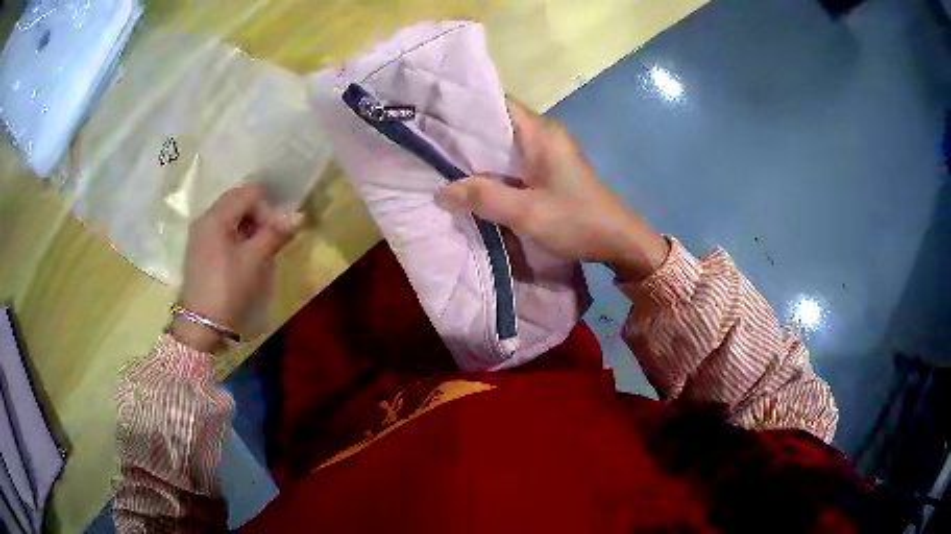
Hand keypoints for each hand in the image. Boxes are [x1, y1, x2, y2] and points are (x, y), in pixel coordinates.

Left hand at [171, 186, 301, 351]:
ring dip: (248, 226)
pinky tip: (244, 256)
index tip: (276, 232)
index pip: (249, 193)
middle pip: (237, 201)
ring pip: (230, 216)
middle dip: (258, 215)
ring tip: (259, 249)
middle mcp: (205, 218)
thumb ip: (274, 233)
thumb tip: (298, 215)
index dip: (267, 208)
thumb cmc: (228, 287)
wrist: (202, 324)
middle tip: (270, 240)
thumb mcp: (254, 259)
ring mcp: (200, 234)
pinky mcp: (199, 250)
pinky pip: (221, 230)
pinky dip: (236, 235)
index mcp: (216, 216)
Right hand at [436, 99, 668, 280]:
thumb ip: (483, 198)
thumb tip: (442, 191)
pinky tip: (472, 179)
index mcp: (542, 133)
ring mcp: (548, 152)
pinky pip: (514, 160)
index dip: (465, 107)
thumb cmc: (575, 221)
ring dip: (478, 153)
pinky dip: (493, 167)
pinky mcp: (549, 169)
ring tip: (442, 160)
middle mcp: (545, 134)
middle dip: (465, 133)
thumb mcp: (526, 213)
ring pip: (505, 143)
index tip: (434, 118)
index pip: (498, 104)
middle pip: (498, 123)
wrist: (617, 241)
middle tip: (430, 144)